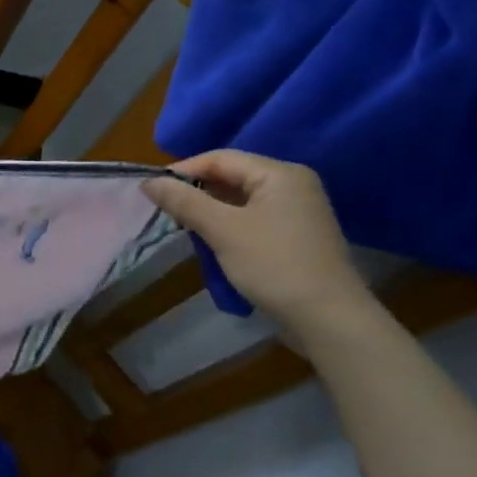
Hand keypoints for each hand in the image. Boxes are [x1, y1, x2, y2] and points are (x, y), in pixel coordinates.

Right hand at [142, 150, 374, 335]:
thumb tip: (148, 181)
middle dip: (196, 192)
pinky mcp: (295, 235)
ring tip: (184, 227)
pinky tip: (212, 241)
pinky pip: (252, 218)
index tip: (152, 191)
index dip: (183, 171)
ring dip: (210, 210)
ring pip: (240, 199)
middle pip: (231, 176)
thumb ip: (185, 202)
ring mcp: (297, 211)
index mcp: (280, 174)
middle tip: (165, 211)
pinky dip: (228, 225)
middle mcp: (292, 184)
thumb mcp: (223, 230)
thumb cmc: (274, 265)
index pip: (221, 158)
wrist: (328, 318)